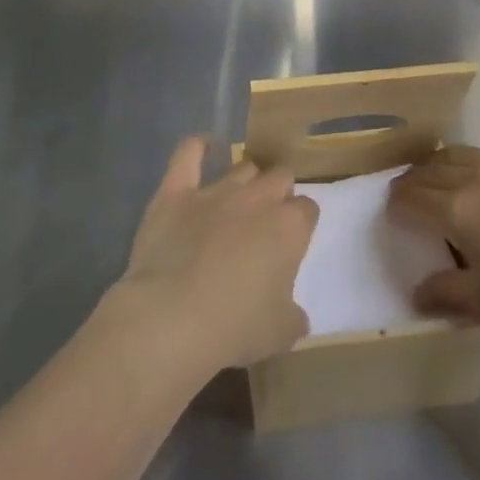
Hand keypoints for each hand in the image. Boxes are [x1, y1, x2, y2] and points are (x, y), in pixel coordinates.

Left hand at [113, 137, 318, 372]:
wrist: (171, 319)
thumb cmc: (234, 328)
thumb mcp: (280, 334)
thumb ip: (293, 316)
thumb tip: (295, 315)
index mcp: (289, 228)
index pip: (307, 209)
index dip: (301, 223)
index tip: (293, 240)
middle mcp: (257, 199)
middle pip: (280, 176)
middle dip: (279, 192)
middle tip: (267, 219)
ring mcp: (215, 191)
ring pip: (242, 168)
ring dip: (246, 180)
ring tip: (240, 198)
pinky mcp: (176, 192)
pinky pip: (188, 154)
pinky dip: (198, 146)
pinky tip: (205, 146)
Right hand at [387, 102, 479, 335]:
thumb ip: (447, 295)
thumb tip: (415, 295)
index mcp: (457, 212)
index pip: (412, 199)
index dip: (398, 204)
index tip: (395, 212)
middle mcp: (476, 178)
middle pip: (432, 171)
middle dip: (415, 181)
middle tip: (413, 195)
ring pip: (464, 151)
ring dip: (445, 159)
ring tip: (442, 171)